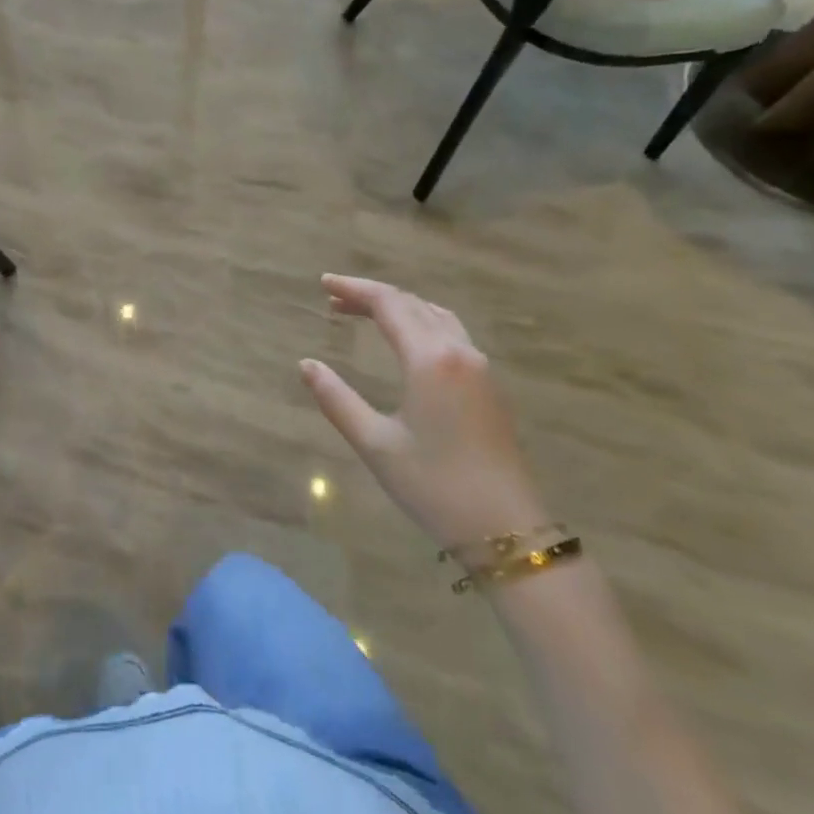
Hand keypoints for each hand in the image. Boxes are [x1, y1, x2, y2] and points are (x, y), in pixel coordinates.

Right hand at [301, 274, 547, 548]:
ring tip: (366, 313)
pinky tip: (406, 340)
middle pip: (412, 304)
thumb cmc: (434, 485)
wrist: (507, 530)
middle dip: (372, 296)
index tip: (323, 283)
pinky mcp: (490, 386)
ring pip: (436, 316)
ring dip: (400, 307)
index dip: (354, 289)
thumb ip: (337, 399)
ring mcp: (480, 367)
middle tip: (335, 299)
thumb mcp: (375, 443)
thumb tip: (307, 364)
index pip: (388, 304)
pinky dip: (421, 322)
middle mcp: (459, 351)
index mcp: (429, 359)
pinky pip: (451, 333)